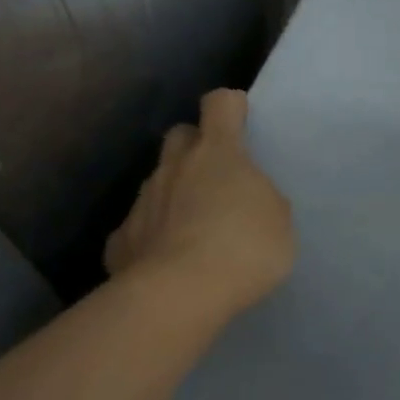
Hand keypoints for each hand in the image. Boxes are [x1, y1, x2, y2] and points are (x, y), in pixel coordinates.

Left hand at [104, 89, 294, 316]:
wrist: (178, 295)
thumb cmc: (242, 248)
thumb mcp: (278, 221)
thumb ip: (261, 198)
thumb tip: (246, 198)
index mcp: (217, 152)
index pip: (220, 104)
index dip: (230, 107)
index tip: (240, 120)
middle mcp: (175, 165)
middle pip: (180, 134)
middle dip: (194, 146)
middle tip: (214, 175)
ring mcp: (144, 200)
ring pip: (157, 180)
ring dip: (172, 193)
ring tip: (191, 227)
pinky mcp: (121, 240)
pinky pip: (136, 228)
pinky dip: (149, 238)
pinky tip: (163, 261)